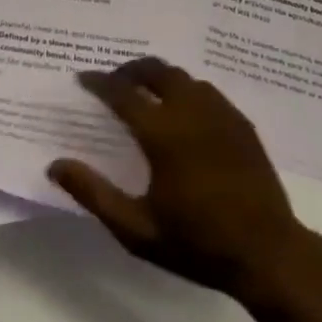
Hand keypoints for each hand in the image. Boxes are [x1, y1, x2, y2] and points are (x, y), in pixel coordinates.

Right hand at [47, 58, 307, 299]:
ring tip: (144, 91)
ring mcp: (219, 110)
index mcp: (162, 132)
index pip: (122, 92)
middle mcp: (190, 109)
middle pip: (155, 70)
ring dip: (158, 76)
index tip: (83, 77)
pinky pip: (206, 90)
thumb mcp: (137, 230)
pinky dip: (185, 88)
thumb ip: (94, 194)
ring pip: (182, 76)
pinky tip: (183, 108)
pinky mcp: (239, 119)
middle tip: (113, 80)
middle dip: (130, 69)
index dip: (99, 82)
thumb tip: (55, 165)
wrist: (265, 251)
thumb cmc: (196, 243)